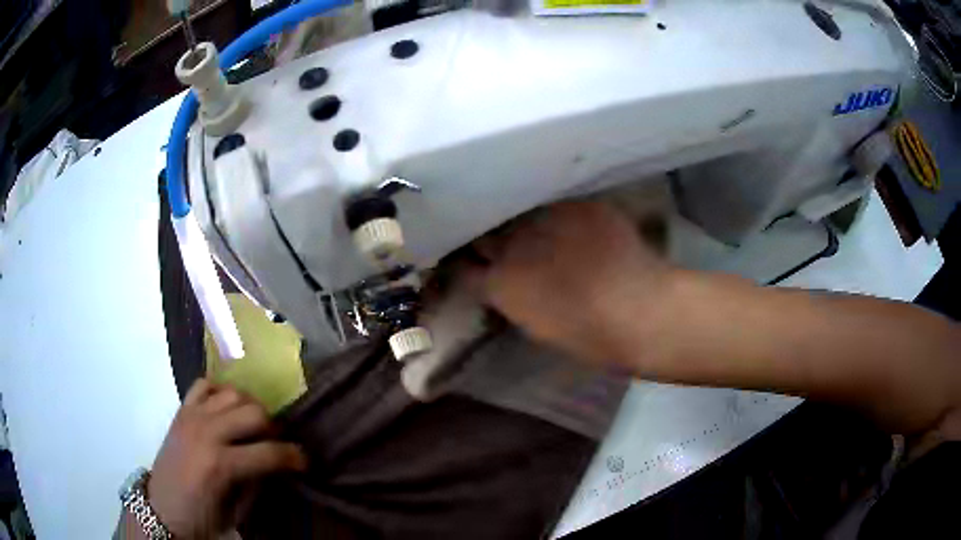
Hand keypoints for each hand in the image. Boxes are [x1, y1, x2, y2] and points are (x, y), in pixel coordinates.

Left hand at [144, 380, 306, 538]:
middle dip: (273, 429)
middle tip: (274, 444)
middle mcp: (207, 432)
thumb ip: (256, 485)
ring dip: (250, 408)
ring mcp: (192, 417)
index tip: (304, 462)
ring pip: (234, 393)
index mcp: (221, 465)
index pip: (270, 452)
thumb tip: (275, 466)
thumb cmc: (200, 518)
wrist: (161, 508)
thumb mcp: (235, 512)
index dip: (294, 457)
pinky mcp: (181, 410)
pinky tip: (225, 410)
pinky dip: (220, 392)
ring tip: (251, 426)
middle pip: (255, 412)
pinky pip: (205, 385)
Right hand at [475, 201, 674, 366]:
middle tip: (503, 246)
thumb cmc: (591, 336)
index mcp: (500, 284)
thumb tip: (509, 285)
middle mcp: (513, 244)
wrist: (642, 309)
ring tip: (536, 229)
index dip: (469, 267)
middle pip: (486, 234)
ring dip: (523, 223)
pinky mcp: (577, 204)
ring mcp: (546, 218)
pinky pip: (558, 207)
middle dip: (490, 240)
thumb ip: (515, 300)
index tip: (475, 267)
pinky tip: (574, 225)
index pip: (465, 269)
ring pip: (520, 214)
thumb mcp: (539, 327)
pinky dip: (561, 217)